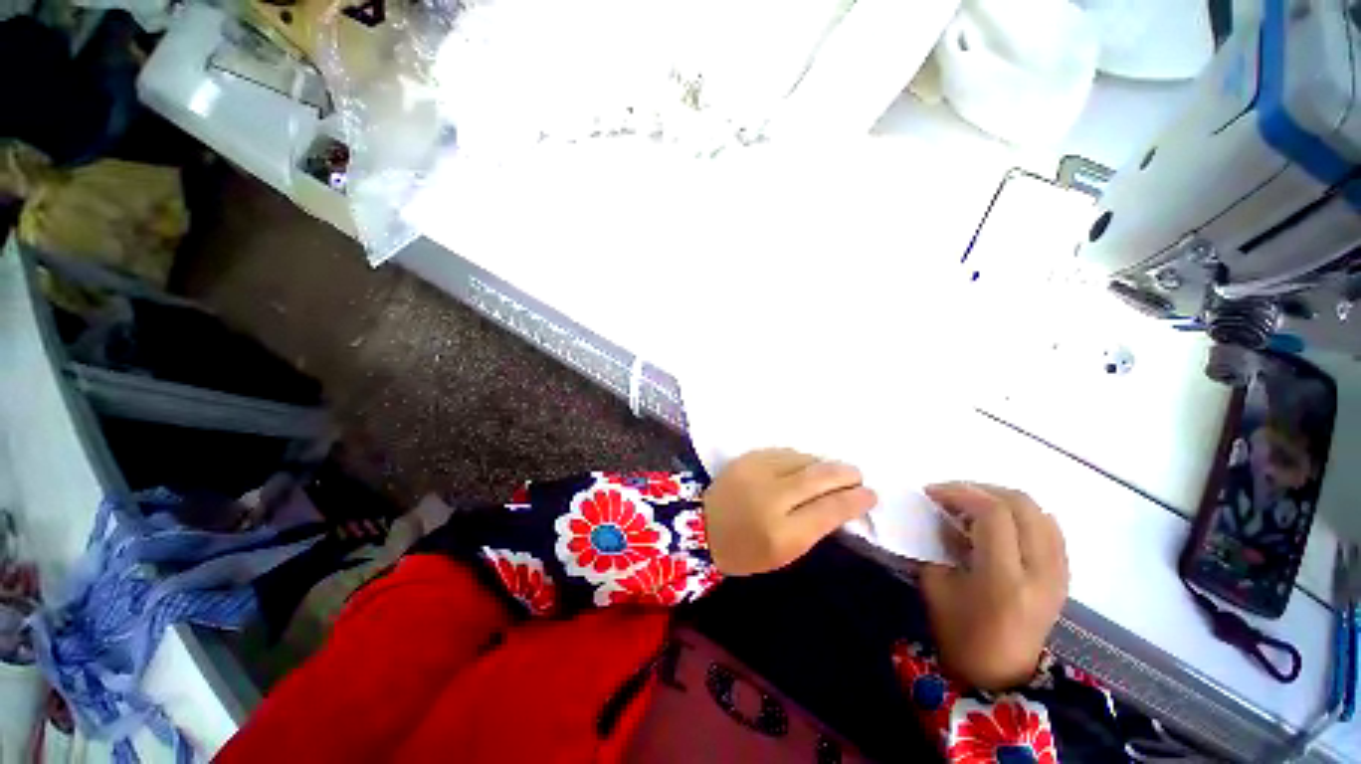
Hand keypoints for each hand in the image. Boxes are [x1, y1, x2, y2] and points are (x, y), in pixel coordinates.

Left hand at [704, 449, 876, 575]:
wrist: (702, 526)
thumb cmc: (746, 549)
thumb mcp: (785, 553)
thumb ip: (815, 527)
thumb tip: (842, 502)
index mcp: (782, 533)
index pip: (830, 510)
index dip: (855, 500)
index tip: (870, 495)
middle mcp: (771, 498)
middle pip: (819, 478)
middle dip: (845, 474)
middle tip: (858, 475)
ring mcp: (757, 472)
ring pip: (803, 460)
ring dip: (823, 464)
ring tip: (834, 471)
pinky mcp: (747, 458)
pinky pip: (784, 452)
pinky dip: (801, 458)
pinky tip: (806, 464)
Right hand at [919, 483, 1067, 689]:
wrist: (1000, 672)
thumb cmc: (959, 632)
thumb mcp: (936, 583)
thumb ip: (941, 541)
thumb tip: (944, 513)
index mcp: (1005, 579)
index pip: (992, 514)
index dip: (959, 493)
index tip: (932, 493)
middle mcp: (1040, 571)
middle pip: (1020, 504)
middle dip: (979, 489)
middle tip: (950, 494)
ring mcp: (1059, 573)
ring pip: (1038, 511)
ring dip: (1001, 498)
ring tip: (972, 504)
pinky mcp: (1064, 575)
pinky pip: (1049, 527)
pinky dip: (1022, 513)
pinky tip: (1000, 521)